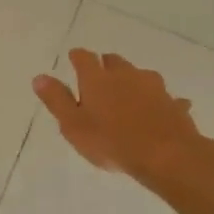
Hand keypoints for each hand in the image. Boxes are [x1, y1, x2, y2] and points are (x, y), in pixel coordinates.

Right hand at [32, 50, 213, 188]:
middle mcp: (125, 75)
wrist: (168, 157)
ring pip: (140, 76)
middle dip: (105, 66)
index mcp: (97, 78)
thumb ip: (56, 100)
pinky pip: (165, 99)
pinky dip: (159, 102)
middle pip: (114, 61)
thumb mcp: (73, 125)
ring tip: (128, 96)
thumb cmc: (112, 142)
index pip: (83, 57)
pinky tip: (159, 112)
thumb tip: (39, 77)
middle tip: (99, 79)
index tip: (73, 59)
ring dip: (133, 81)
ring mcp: (154, 87)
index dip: (77, 57)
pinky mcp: (174, 104)